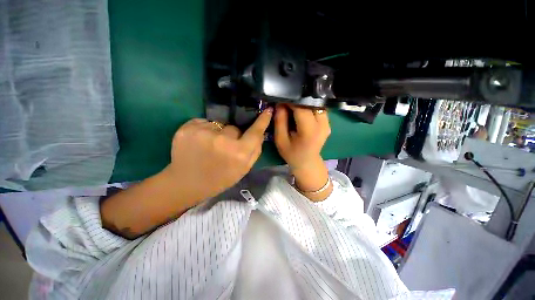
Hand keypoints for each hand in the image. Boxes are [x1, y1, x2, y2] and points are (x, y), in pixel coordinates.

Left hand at [166, 108, 272, 203]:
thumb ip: (255, 151)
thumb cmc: (219, 178)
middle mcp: (222, 141)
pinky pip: (204, 122)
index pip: (255, 132)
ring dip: (218, 132)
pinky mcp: (187, 128)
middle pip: (234, 128)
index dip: (262, 121)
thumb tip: (260, 133)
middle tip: (224, 147)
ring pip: (219, 124)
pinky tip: (199, 142)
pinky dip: (204, 130)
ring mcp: (203, 133)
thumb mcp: (243, 169)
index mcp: (238, 154)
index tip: (268, 110)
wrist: (186, 183)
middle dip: (233, 135)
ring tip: (210, 145)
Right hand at [274, 104, 331, 200]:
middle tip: (285, 103)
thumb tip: (280, 103)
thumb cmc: (292, 153)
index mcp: (309, 131)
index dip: (290, 100)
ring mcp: (328, 123)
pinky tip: (301, 112)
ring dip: (303, 103)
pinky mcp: (328, 122)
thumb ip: (279, 120)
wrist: (307, 163)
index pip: (301, 107)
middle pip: (310, 103)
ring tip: (292, 108)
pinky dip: (308, 107)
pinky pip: (318, 108)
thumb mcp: (280, 139)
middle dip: (296, 101)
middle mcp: (322, 124)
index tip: (281, 99)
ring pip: (315, 104)